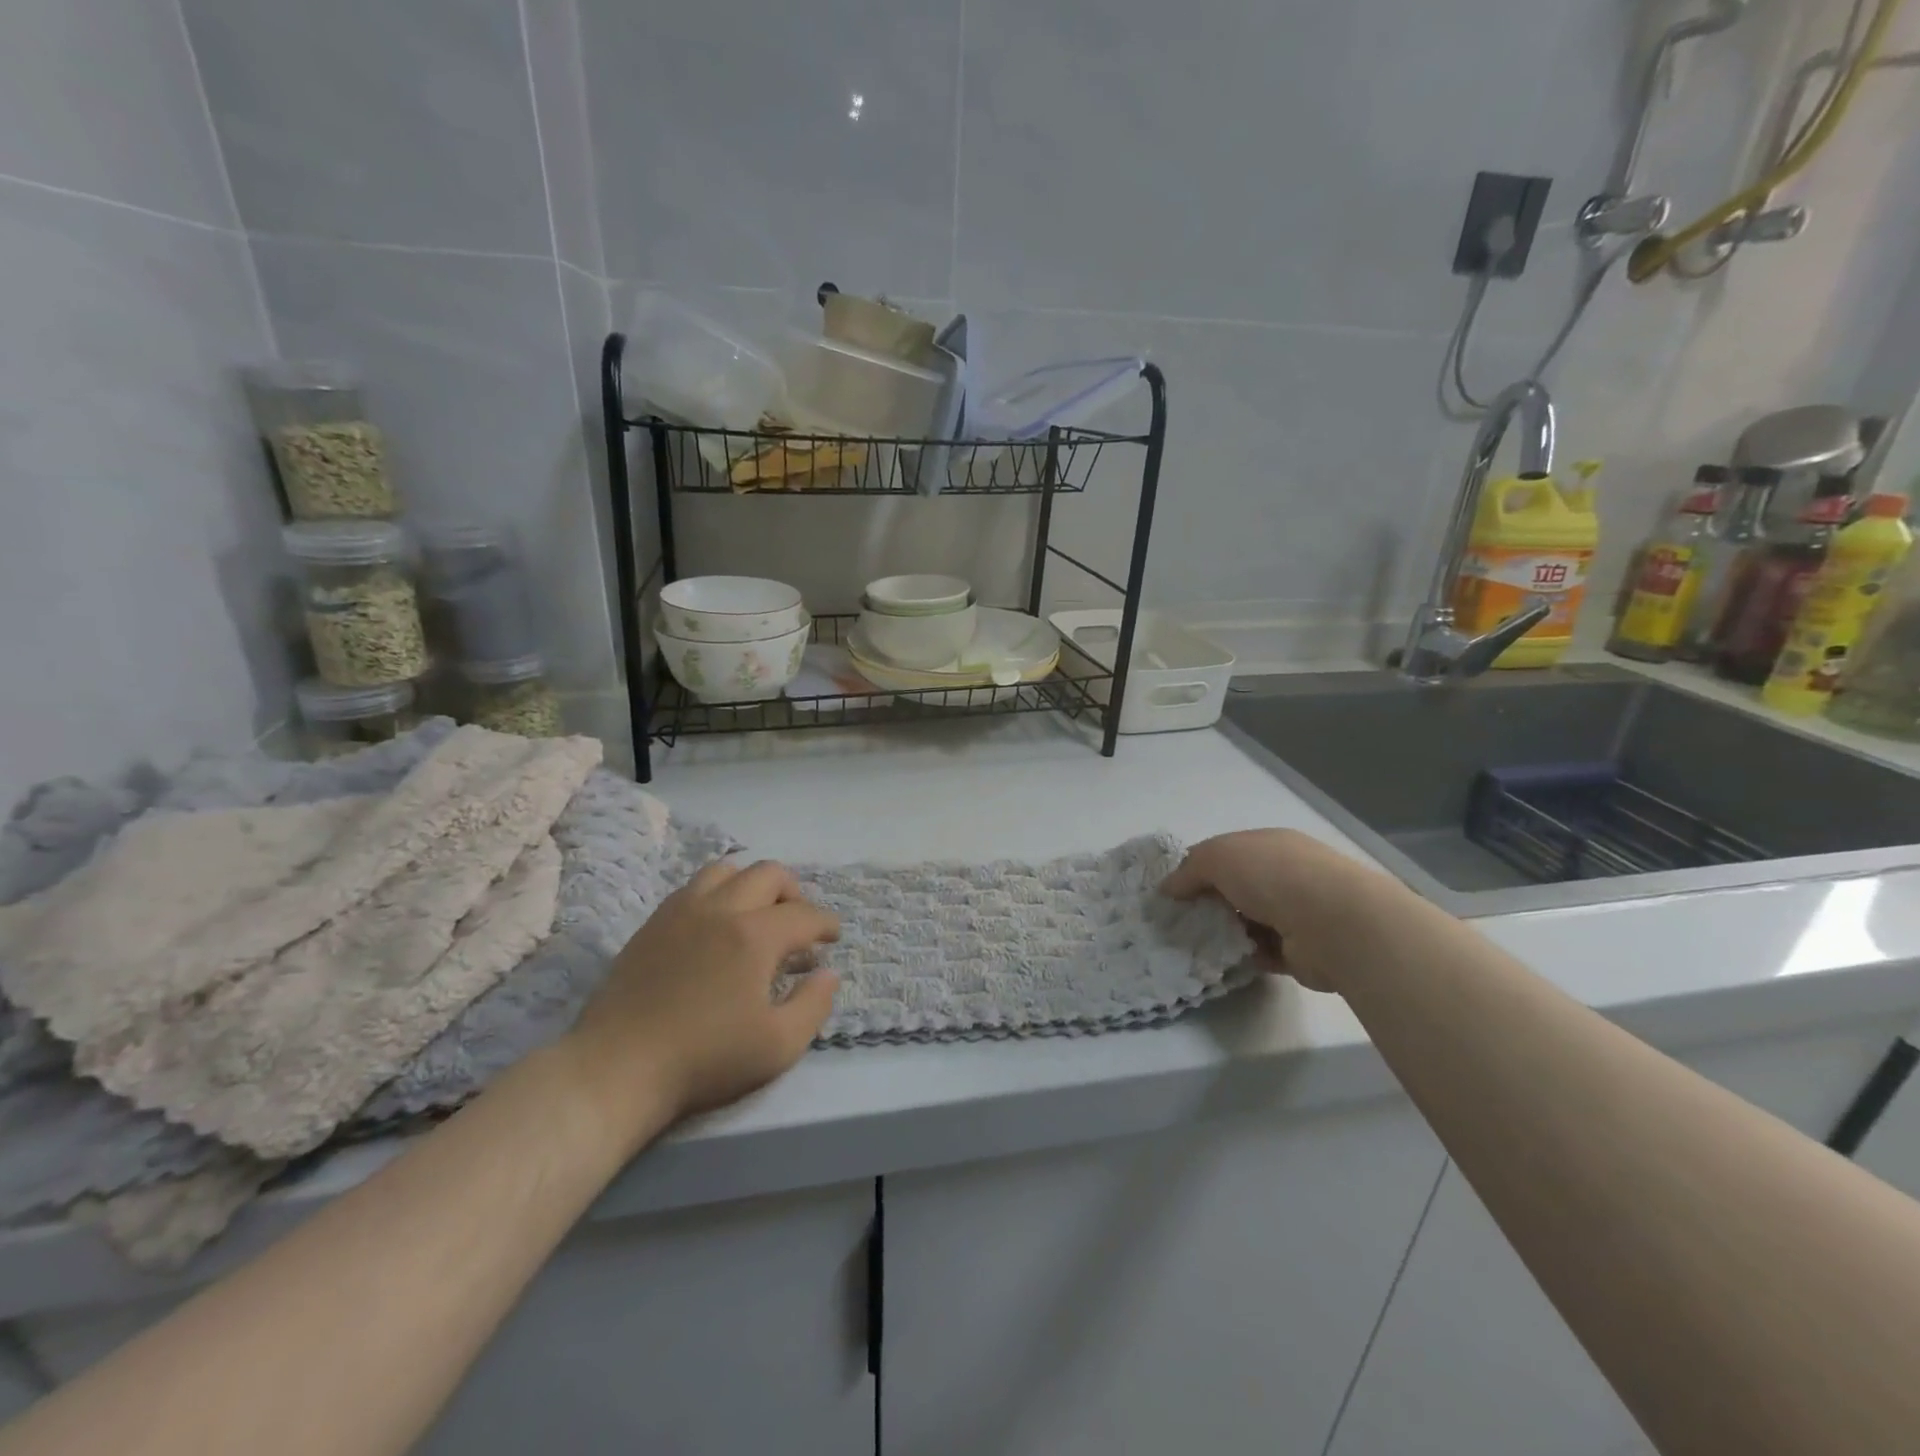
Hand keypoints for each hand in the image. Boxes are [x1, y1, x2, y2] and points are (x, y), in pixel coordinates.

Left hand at [565, 859, 840, 1133]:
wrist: (618, 1068)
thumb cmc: (705, 1059)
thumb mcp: (778, 1046)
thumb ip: (814, 1005)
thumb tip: (828, 973)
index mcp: (755, 935)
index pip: (804, 914)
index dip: (826, 923)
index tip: (833, 937)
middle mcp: (722, 909)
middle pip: (769, 874)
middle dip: (794, 893)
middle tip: (798, 924)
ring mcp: (682, 911)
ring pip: (727, 870)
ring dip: (752, 884)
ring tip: (756, 914)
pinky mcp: (653, 923)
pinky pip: (693, 887)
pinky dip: (717, 893)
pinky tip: (716, 924)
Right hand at [1162, 829, 1406, 992]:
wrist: (1336, 924)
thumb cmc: (1274, 876)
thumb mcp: (1219, 857)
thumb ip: (1189, 870)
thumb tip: (1168, 888)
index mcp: (1269, 845)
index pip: (1225, 853)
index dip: (1196, 869)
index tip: (1172, 891)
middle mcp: (1285, 875)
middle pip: (1234, 888)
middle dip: (1207, 903)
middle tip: (1178, 921)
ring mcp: (1297, 913)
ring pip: (1246, 921)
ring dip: (1223, 932)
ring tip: (1193, 944)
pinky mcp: (1301, 951)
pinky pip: (1261, 952)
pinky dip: (1242, 955)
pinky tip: (1221, 961)